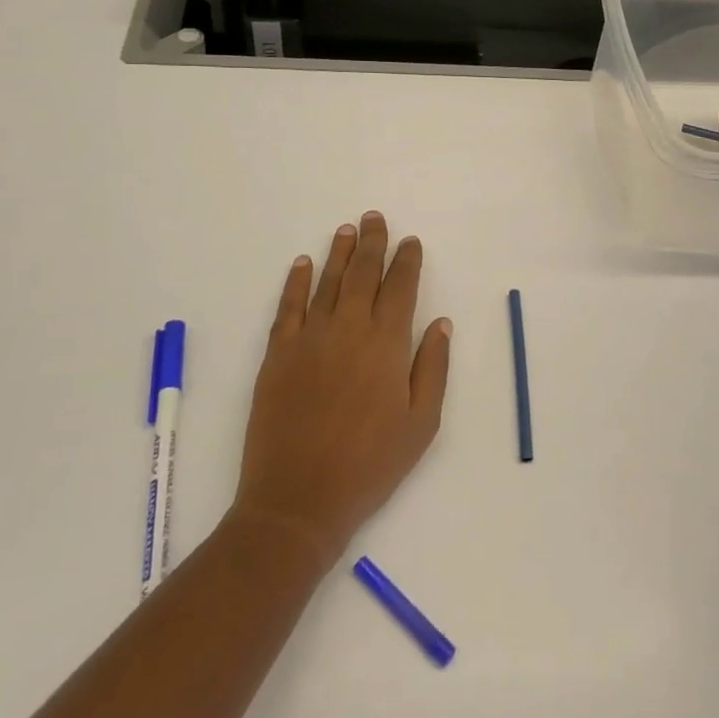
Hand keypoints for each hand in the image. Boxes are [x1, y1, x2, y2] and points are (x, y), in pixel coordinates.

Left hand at [231, 212, 450, 572]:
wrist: (298, 499)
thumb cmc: (370, 465)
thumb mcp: (421, 424)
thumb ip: (433, 368)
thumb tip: (441, 323)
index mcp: (387, 344)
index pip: (400, 287)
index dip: (406, 261)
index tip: (410, 242)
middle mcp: (348, 328)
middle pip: (362, 273)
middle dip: (372, 242)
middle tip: (374, 218)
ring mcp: (309, 338)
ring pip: (326, 282)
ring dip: (338, 252)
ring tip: (346, 229)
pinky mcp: (277, 353)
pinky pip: (288, 306)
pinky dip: (296, 281)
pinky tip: (302, 263)